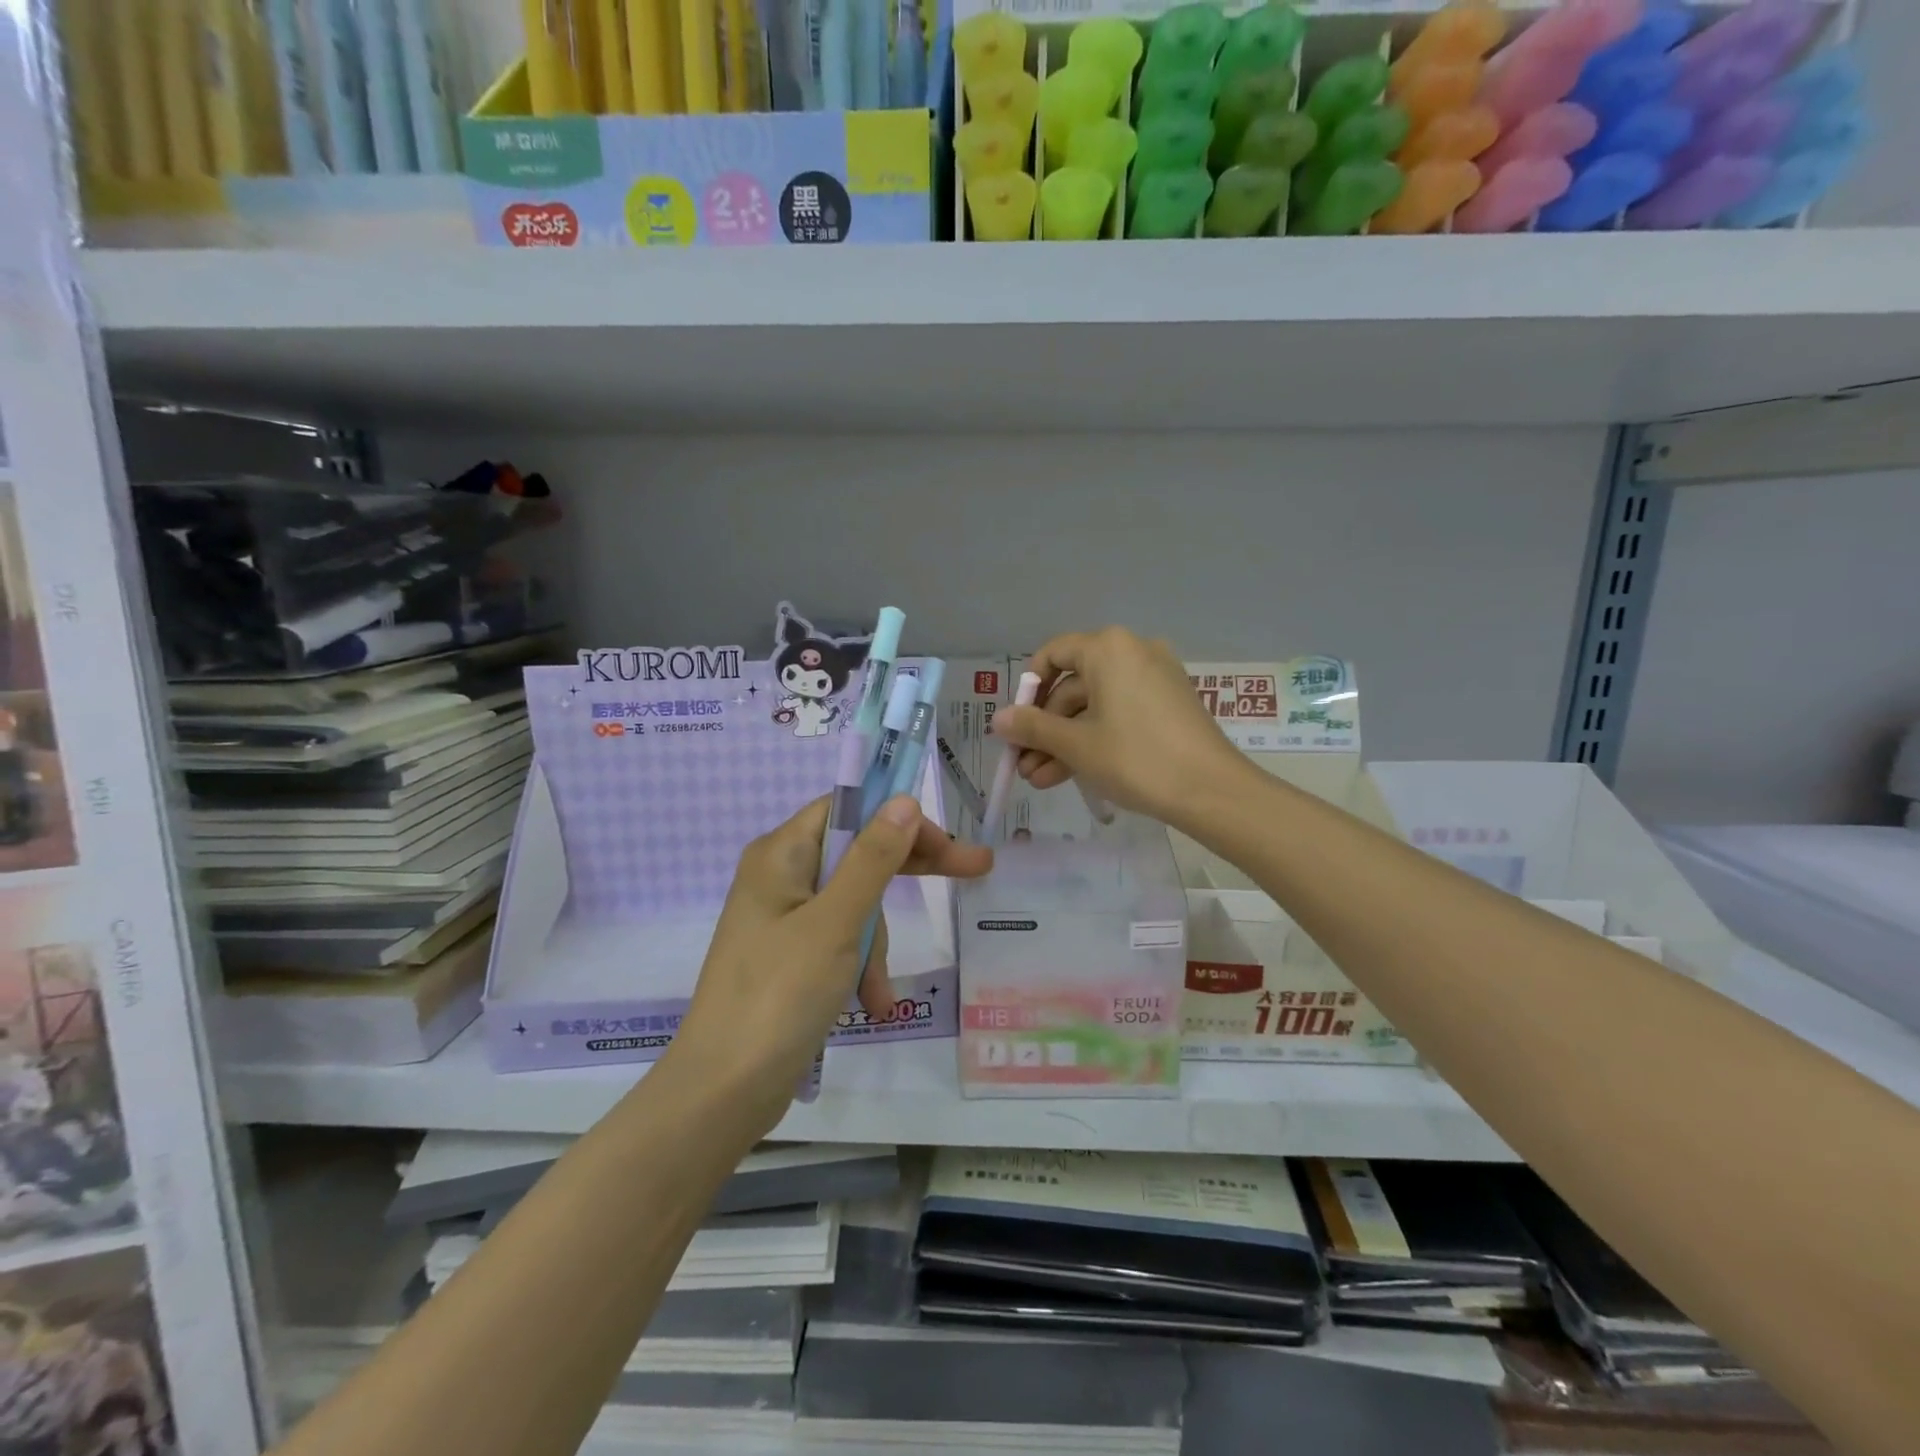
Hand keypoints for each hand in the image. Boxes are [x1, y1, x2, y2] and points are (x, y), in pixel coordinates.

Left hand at [668, 795, 990, 1128]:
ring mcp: (783, 919)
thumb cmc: (779, 995)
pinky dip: (859, 968)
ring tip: (877, 993)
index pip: (849, 808)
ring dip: (875, 944)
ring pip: (854, 905)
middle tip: (975, 870)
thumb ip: (873, 859)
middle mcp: (780, 877)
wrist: (722, 1092)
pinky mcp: (789, 958)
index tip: (946, 842)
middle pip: (857, 854)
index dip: (899, 818)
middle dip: (908, 873)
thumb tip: (903, 800)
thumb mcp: (835, 923)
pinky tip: (874, 1006)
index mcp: (780, 854)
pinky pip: (839, 943)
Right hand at [992, 627, 1249, 830]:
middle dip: (1045, 730)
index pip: (1053, 655)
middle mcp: (1133, 652)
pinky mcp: (1169, 705)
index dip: (1028, 690)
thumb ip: (1032, 728)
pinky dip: (1095, 739)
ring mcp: (1155, 678)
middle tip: (1024, 765)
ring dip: (1065, 742)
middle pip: (1073, 686)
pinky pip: (1119, 714)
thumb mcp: (1076, 744)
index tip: (1016, 725)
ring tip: (1040, 781)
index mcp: (1108, 649)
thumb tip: (998, 719)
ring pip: (1095, 706)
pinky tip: (1069, 775)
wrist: (1212, 790)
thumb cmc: (1135, 758)